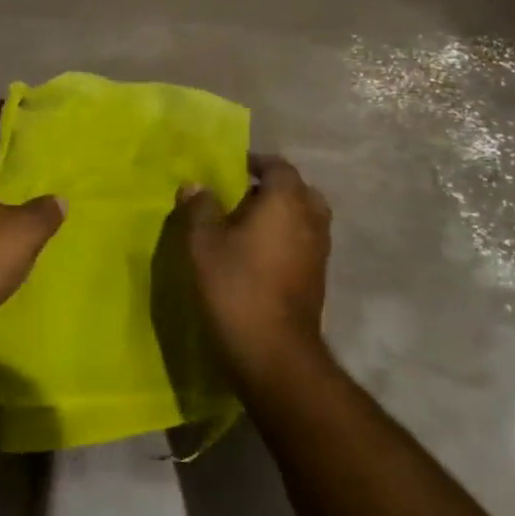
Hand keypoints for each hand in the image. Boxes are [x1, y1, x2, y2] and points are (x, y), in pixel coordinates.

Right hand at [175, 156, 331, 383]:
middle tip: (241, 197)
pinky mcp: (319, 278)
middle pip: (298, 190)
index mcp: (287, 200)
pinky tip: (259, 255)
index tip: (232, 169)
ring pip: (304, 218)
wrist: (274, 352)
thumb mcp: (204, 243)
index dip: (255, 163)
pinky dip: (287, 239)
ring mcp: (320, 250)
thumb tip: (195, 185)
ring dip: (282, 216)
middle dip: (272, 189)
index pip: (278, 166)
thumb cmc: (236, 286)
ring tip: (247, 227)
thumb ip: (199, 208)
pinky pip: (304, 243)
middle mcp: (311, 219)